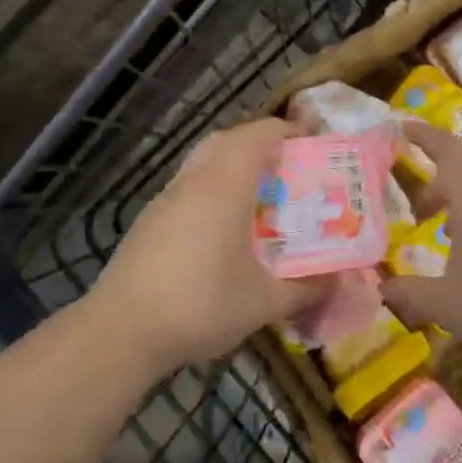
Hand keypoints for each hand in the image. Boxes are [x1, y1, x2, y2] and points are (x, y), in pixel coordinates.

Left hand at [89, 117, 321, 377]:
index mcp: (225, 185)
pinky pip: (186, 189)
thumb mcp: (264, 302)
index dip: (286, 131)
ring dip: (230, 167)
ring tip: (258, 199)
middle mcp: (193, 181)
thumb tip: (340, 282)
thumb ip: (306, 288)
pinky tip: (221, 231)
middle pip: (226, 140)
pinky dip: (209, 191)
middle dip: (257, 144)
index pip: (257, 135)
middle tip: (285, 168)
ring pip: (202, 163)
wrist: (121, 331)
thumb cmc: (200, 304)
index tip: (310, 143)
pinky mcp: (148, 222)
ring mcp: (165, 200)